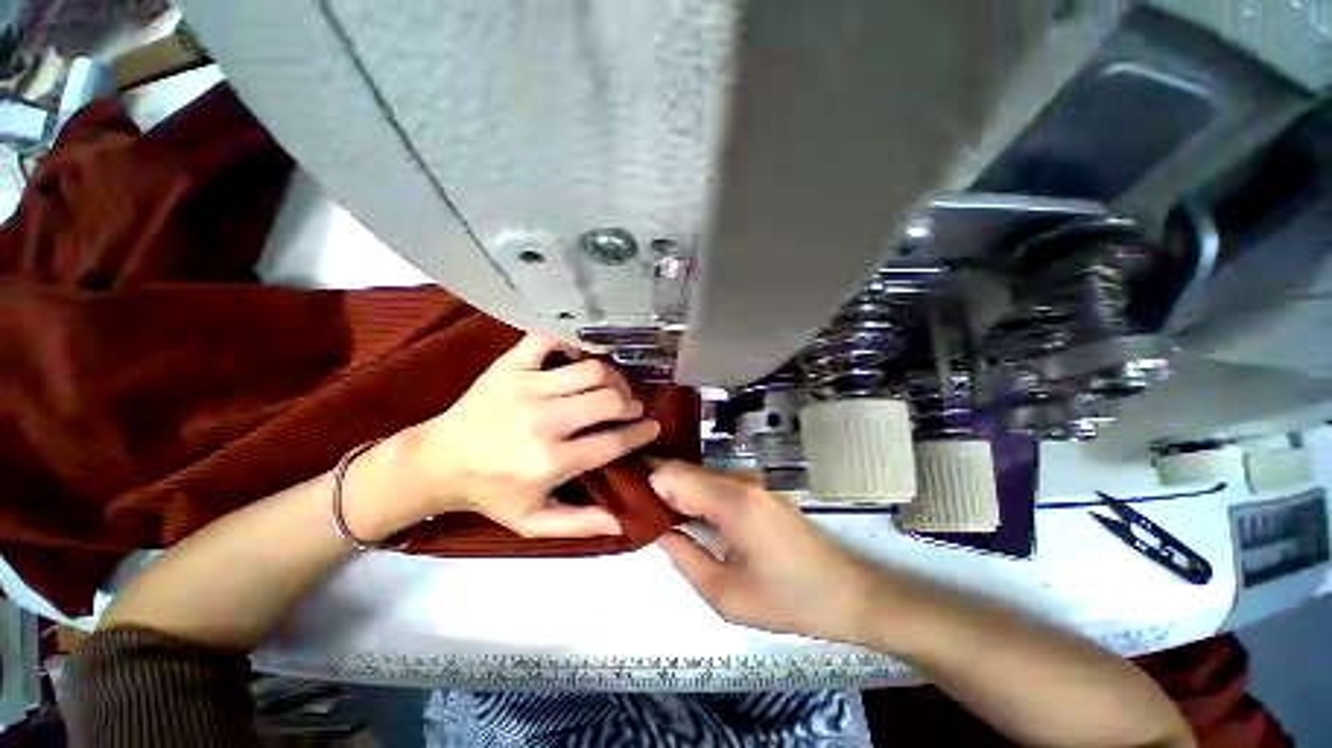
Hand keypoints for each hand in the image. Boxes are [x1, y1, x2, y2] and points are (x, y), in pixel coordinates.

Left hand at [390, 334, 660, 537]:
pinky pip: (549, 340)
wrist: (438, 461)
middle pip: (609, 400)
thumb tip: (623, 523)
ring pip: (591, 370)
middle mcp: (543, 421)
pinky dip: (571, 342)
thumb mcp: (533, 521)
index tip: (652, 427)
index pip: (613, 441)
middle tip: (633, 407)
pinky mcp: (510, 366)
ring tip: (614, 386)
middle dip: (631, 403)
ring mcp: (526, 387)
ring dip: (613, 377)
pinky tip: (580, 355)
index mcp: (551, 462)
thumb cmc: (490, 492)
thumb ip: (580, 524)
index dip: (641, 433)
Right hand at [650, 460, 888, 642]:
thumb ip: (684, 557)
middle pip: (686, 472)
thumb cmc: (788, 599)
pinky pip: (719, 486)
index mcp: (732, 501)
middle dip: (658, 485)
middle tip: (632, 505)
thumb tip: (658, 531)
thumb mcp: (726, 594)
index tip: (624, 494)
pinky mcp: (761, 493)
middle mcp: (741, 481)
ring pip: (702, 477)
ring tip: (654, 512)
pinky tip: (687, 515)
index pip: (674, 475)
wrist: (849, 594)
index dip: (646, 480)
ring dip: (677, 491)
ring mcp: (754, 484)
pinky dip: (697, 496)